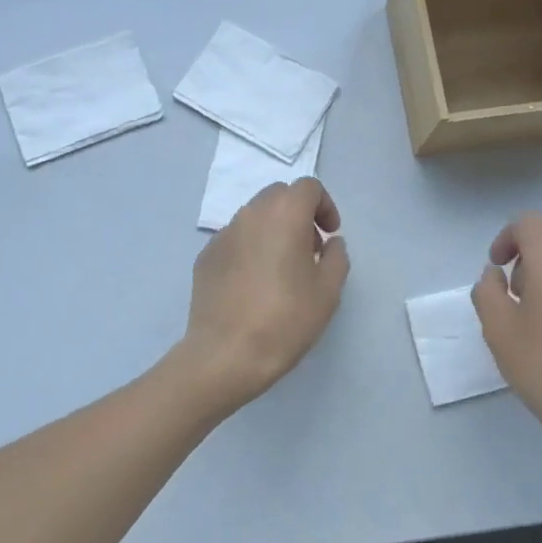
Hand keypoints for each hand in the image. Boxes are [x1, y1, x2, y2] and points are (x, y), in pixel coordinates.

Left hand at [179, 177, 349, 413]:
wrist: (226, 354)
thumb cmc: (285, 319)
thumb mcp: (328, 291)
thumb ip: (336, 257)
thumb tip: (330, 243)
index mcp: (284, 215)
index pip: (307, 187)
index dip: (325, 205)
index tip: (330, 234)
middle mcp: (250, 215)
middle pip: (278, 196)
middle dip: (298, 214)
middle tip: (309, 249)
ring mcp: (222, 235)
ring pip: (254, 217)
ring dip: (273, 230)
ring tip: (281, 269)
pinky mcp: (205, 257)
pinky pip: (234, 240)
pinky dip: (250, 248)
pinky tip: (253, 285)